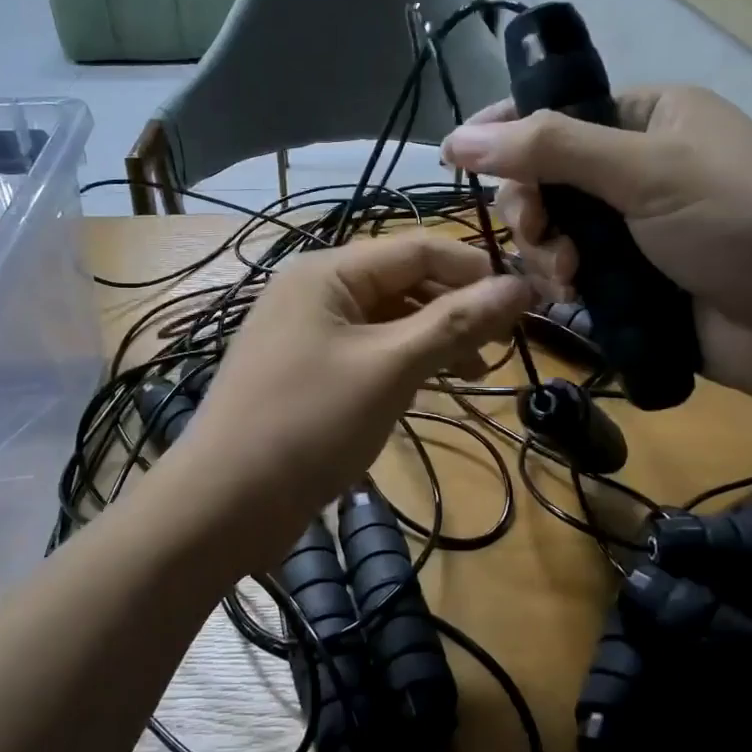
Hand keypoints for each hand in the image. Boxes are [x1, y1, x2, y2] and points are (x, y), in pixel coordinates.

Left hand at [177, 235, 532, 559]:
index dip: (474, 270)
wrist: (223, 503)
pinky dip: (403, 363)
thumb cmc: (309, 424)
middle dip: (455, 308)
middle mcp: (314, 291)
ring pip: (386, 321)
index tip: (527, 299)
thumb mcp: (390, 368)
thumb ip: (455, 323)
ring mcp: (306, 333)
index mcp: (327, 272)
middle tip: (503, 344)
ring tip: (476, 372)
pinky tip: (432, 385)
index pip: (417, 249)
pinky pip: (366, 352)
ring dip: (432, 339)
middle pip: (401, 282)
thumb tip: (521, 287)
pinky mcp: (305, 373)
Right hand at [441, 87, 751, 403]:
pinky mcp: (628, 279)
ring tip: (567, 278)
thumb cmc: (741, 223)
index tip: (457, 156)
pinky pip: (568, 271)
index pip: (556, 109)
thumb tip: (459, 138)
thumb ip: (551, 149)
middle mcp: (635, 166)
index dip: (505, 130)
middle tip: (538, 234)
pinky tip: (572, 299)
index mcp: (648, 116)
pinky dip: (560, 283)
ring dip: (544, 252)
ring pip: (551, 229)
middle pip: (545, 175)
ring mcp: (630, 227)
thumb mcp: (647, 171)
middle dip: (531, 207)